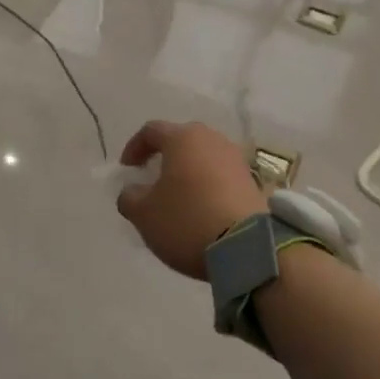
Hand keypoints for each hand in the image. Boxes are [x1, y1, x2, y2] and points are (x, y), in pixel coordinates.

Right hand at [115, 120, 267, 279]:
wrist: (247, 247)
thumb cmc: (187, 220)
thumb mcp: (143, 214)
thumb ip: (129, 197)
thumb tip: (133, 191)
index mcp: (182, 138)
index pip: (151, 131)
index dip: (134, 148)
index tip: (127, 170)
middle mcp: (212, 139)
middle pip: (181, 140)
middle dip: (164, 157)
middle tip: (152, 180)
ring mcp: (236, 159)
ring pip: (204, 157)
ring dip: (188, 172)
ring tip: (178, 197)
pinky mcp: (253, 182)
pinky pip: (221, 176)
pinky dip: (207, 186)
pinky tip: (202, 209)